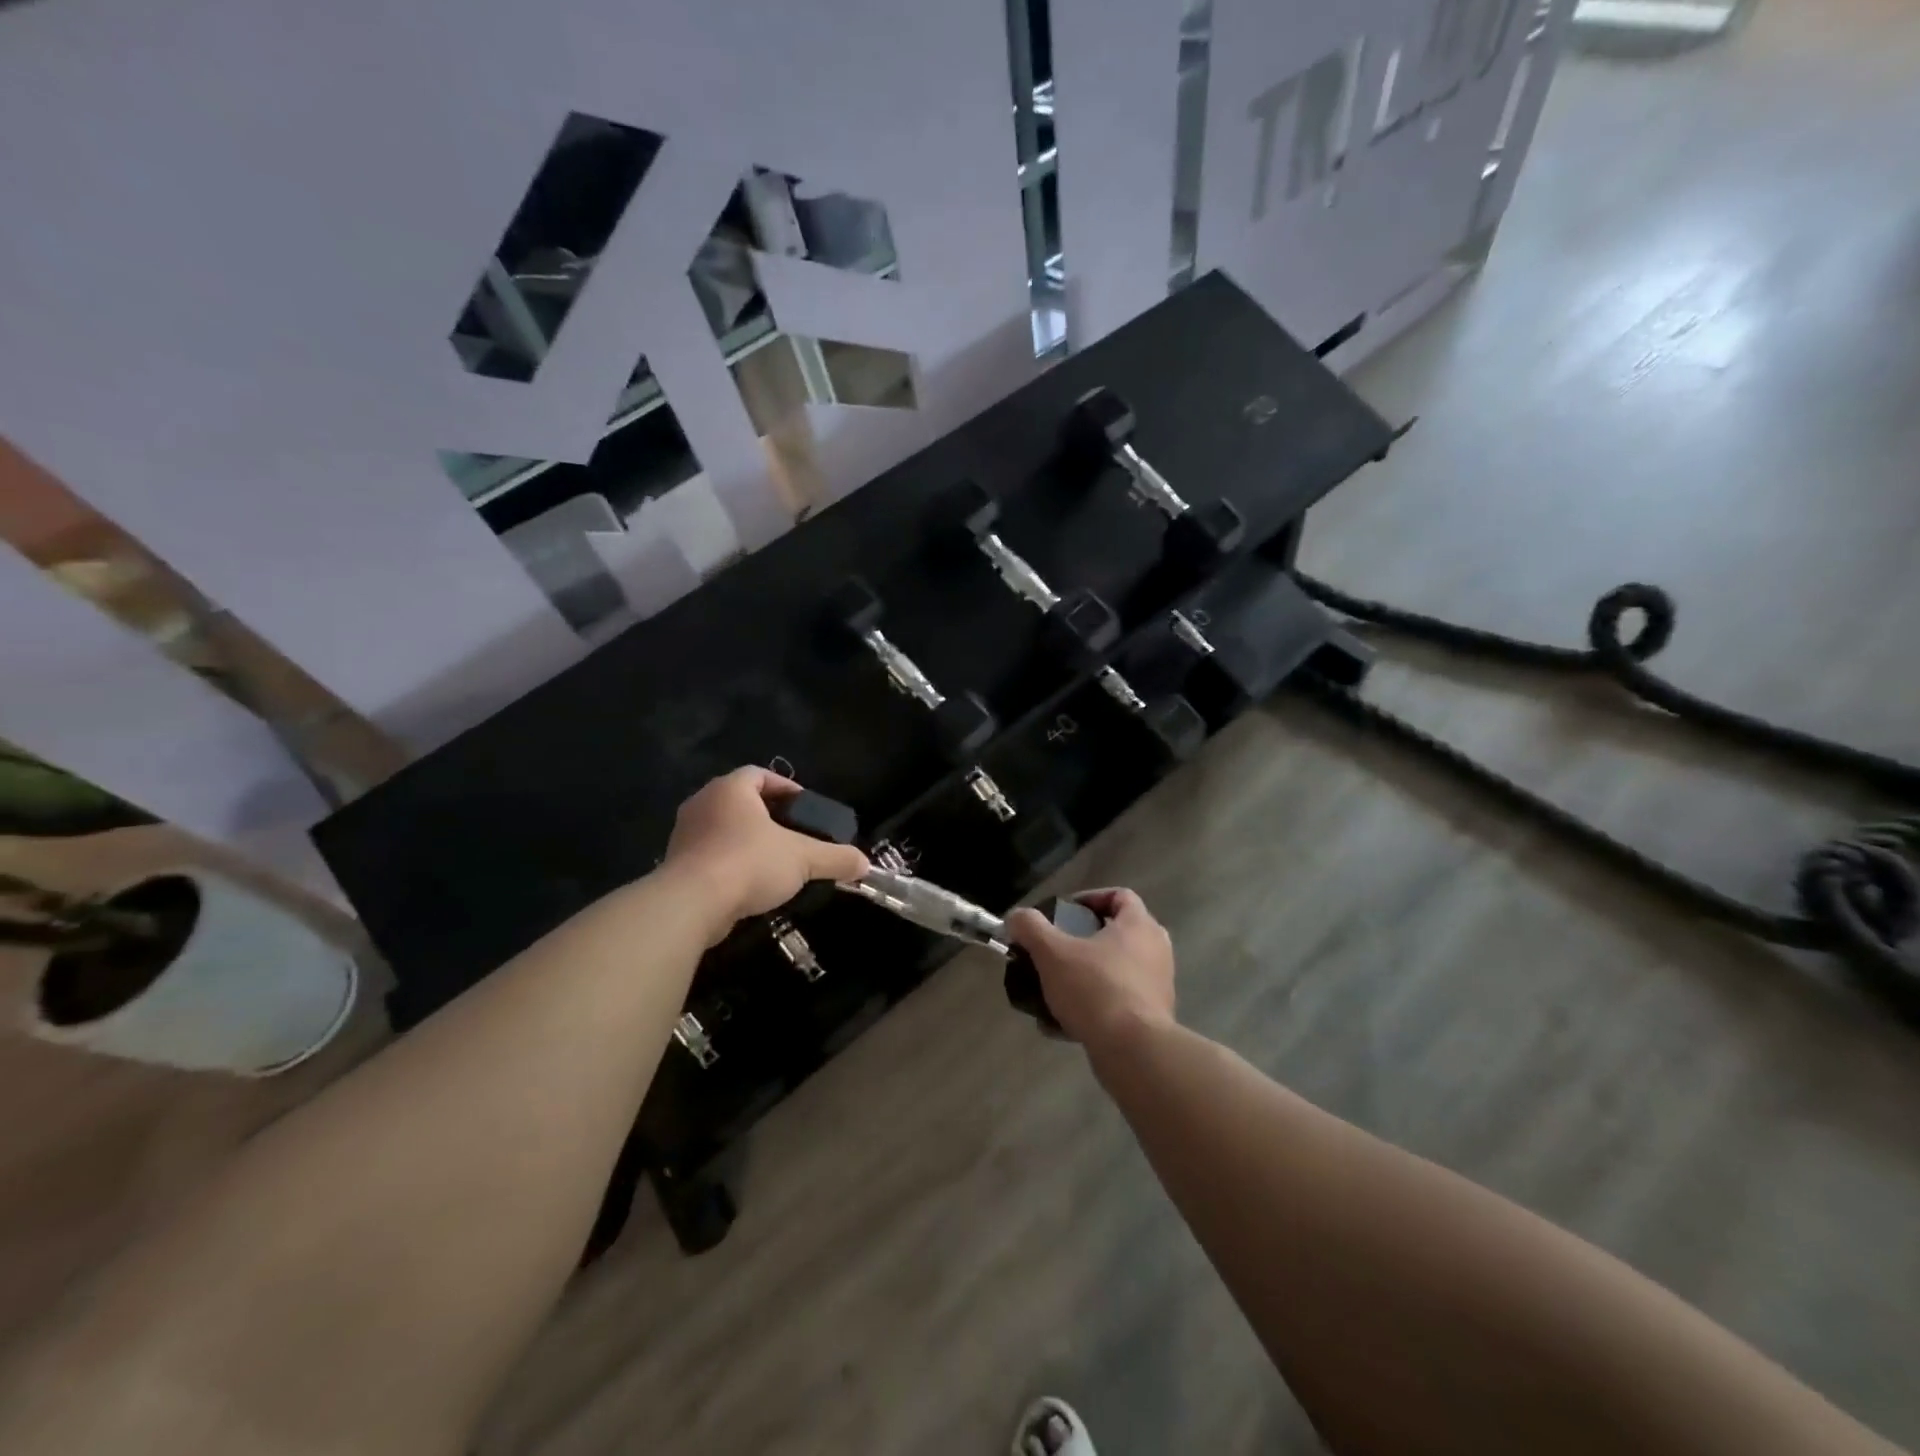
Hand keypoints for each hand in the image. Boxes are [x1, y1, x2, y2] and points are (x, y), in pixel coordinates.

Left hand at [662, 768, 869, 940]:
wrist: (691, 905)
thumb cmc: (748, 863)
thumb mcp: (802, 858)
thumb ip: (835, 858)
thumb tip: (865, 863)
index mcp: (730, 789)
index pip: (759, 774)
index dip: (785, 787)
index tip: (805, 808)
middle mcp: (703, 803)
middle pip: (741, 801)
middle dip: (768, 816)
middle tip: (794, 834)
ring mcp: (685, 835)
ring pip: (724, 829)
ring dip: (748, 841)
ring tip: (776, 861)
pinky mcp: (677, 865)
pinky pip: (710, 855)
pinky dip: (731, 863)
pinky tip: (750, 884)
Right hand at [1005, 888, 1175, 1047]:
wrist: (1133, 1051)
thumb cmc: (1095, 988)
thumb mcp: (1052, 953)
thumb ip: (1030, 928)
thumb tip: (1016, 917)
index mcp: (1139, 925)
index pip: (1120, 895)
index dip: (1090, 898)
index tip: (1064, 913)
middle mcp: (1156, 950)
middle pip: (1118, 933)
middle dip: (1084, 941)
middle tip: (1057, 949)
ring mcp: (1158, 985)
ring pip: (1116, 970)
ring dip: (1086, 975)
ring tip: (1055, 988)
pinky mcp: (1154, 1017)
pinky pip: (1119, 1001)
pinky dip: (1094, 1004)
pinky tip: (1063, 1022)